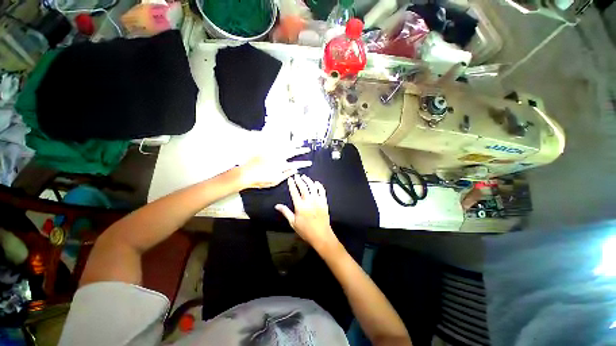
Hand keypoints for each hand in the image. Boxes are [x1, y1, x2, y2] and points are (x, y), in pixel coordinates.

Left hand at [238, 147, 311, 188]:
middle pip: (293, 152)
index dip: (304, 163)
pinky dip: (282, 140)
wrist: (246, 174)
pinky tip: (285, 138)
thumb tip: (295, 170)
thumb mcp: (275, 180)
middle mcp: (279, 157)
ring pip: (286, 146)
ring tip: (299, 141)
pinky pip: (275, 143)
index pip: (296, 164)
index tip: (310, 162)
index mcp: (282, 166)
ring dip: (294, 144)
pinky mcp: (267, 149)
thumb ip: (286, 174)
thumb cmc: (261, 180)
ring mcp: (273, 152)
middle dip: (301, 150)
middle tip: (307, 149)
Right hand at [275, 175, 338, 252]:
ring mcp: (317, 200)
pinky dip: (319, 185)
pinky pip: (322, 191)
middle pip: (303, 187)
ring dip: (308, 180)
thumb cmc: (305, 230)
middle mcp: (309, 201)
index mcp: (300, 206)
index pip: (294, 192)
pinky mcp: (324, 202)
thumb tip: (277, 205)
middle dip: (299, 180)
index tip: (290, 179)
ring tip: (305, 177)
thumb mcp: (293, 222)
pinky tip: (316, 183)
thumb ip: (285, 212)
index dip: (292, 184)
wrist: (321, 235)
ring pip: (313, 187)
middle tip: (297, 175)